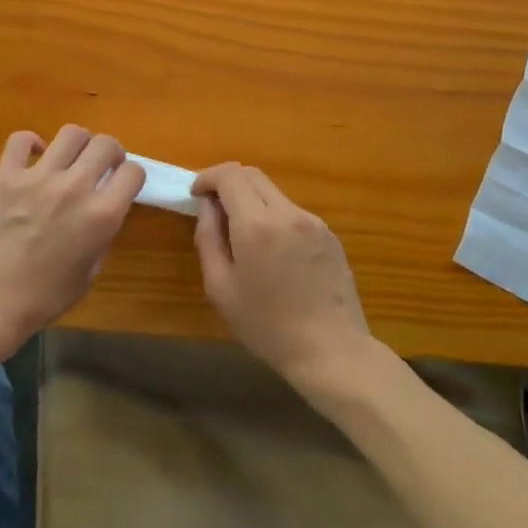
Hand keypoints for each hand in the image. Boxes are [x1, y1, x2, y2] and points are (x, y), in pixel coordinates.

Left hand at [0, 125, 144, 360]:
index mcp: (102, 215)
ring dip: (78, 143)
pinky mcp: (6, 176)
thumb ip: (101, 237)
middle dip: (110, 152)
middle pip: (106, 144)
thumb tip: (99, 215)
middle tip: (101, 166)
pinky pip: (21, 140)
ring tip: (71, 158)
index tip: (122, 183)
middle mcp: (75, 188)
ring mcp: (38, 177)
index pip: (133, 172)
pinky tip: (34, 156)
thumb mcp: (90, 272)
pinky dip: (30, 142)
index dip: (131, 177)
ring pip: (70, 133)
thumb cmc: (45, 297)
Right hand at [192, 163, 375, 387]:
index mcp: (257, 225)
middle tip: (214, 209)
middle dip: (228, 183)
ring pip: (274, 193)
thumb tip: (206, 206)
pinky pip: (293, 212)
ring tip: (242, 236)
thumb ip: (208, 238)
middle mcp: (287, 213)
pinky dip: (274, 217)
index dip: (207, 177)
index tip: (196, 195)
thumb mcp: (221, 288)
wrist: (332, 352)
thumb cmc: (268, 327)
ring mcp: (313, 222)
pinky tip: (273, 253)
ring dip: (252, 200)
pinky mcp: (330, 235)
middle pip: (252, 175)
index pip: (229, 175)